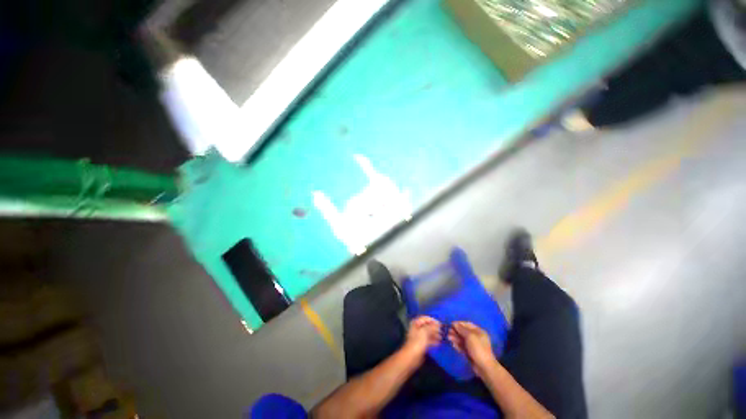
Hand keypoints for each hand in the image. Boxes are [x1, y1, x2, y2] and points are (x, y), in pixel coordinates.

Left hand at [402, 316, 442, 362]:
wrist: (412, 356)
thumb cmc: (417, 342)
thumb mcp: (424, 332)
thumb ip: (431, 327)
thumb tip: (438, 323)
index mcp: (416, 323)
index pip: (425, 318)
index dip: (432, 320)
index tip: (440, 323)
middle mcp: (418, 329)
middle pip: (427, 326)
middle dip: (434, 328)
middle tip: (442, 330)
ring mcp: (420, 337)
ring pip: (429, 333)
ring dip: (435, 334)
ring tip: (442, 336)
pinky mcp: (422, 344)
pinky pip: (429, 340)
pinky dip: (434, 340)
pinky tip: (439, 342)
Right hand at [448, 321, 497, 376]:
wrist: (484, 367)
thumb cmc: (478, 348)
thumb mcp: (470, 336)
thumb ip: (461, 329)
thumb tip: (454, 323)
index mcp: (479, 332)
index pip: (468, 324)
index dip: (459, 323)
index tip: (451, 324)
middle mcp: (476, 337)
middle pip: (464, 332)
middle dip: (456, 331)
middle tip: (448, 332)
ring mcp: (473, 346)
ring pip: (463, 339)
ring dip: (455, 338)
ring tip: (448, 338)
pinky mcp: (470, 353)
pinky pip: (463, 347)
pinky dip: (458, 345)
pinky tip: (453, 345)